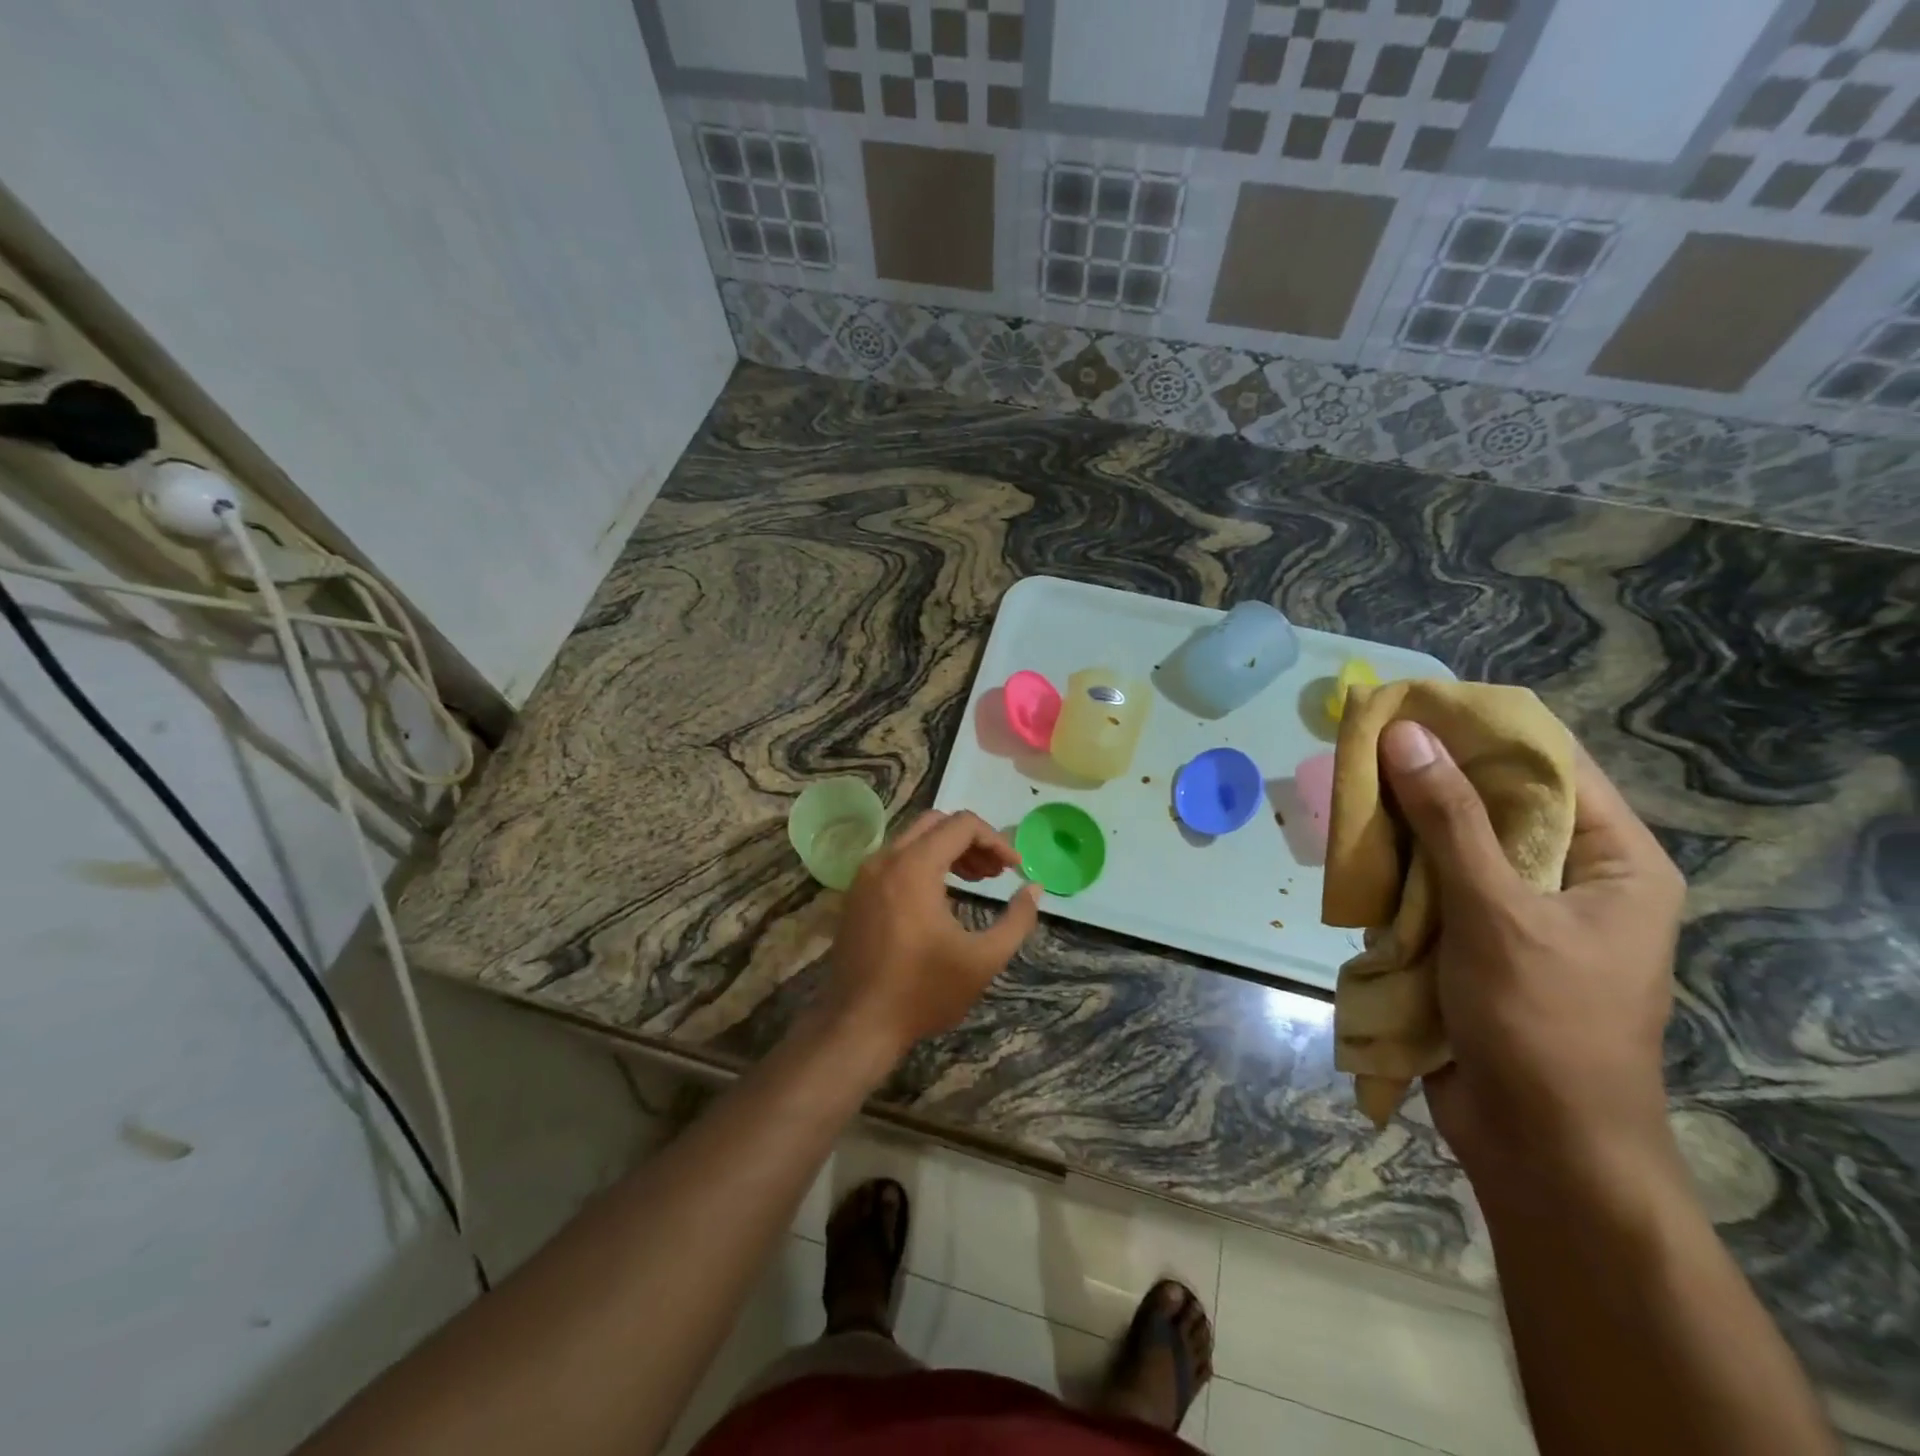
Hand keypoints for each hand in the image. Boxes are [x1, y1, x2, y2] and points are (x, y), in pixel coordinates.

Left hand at [823, 810, 1041, 1065]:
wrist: (858, 1025)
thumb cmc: (924, 991)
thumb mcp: (983, 959)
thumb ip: (1017, 920)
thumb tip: (1034, 889)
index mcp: (914, 867)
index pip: (962, 825)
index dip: (996, 840)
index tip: (1015, 869)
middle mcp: (885, 860)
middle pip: (936, 823)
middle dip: (971, 841)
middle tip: (995, 873)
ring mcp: (865, 876)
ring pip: (913, 839)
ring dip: (948, 851)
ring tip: (976, 881)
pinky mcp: (856, 894)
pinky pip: (894, 860)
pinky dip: (923, 864)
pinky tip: (941, 897)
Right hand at [1378, 722, 1685, 1193]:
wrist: (1539, 1145)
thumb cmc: (1542, 1023)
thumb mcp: (1497, 913)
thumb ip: (1448, 821)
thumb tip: (1405, 735)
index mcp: (1612, 860)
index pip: (1548, 765)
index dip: (1479, 729)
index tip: (1410, 703)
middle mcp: (1568, 874)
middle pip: (1491, 801)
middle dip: (1426, 776)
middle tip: (1361, 744)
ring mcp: (1517, 908)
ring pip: (1451, 842)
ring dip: (1402, 823)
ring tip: (1346, 789)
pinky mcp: (1473, 937)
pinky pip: (1430, 883)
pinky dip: (1395, 867)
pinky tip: (1354, 850)